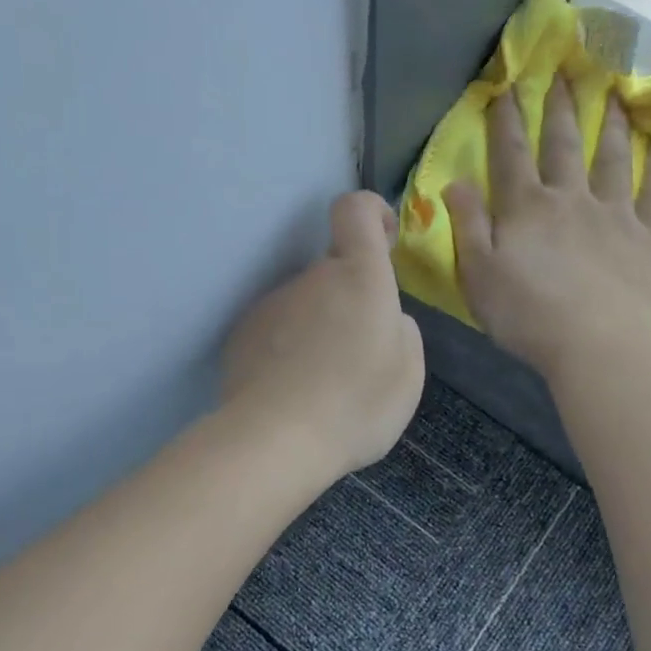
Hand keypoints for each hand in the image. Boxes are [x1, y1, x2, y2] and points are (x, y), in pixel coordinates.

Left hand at [222, 191, 424, 481]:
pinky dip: (287, 350)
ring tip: (324, 383)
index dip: (370, 212)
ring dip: (318, 328)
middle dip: (349, 299)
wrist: (276, 440)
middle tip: (361, 353)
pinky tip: (292, 392)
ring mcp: (271, 304)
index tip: (382, 237)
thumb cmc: (356, 404)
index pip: (354, 209)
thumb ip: (401, 331)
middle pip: (332, 270)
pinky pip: (276, 331)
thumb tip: (385, 319)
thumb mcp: (409, 373)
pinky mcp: (242, 334)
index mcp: (359, 276)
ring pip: (304, 304)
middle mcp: (311, 278)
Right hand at [444, 80, 650, 377]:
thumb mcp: (478, 274)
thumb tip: (454, 181)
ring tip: (614, 94)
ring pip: (614, 159)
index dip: (506, 120)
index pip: (511, 155)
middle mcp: (572, 199)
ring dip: (612, 125)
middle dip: (560, 107)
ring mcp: (617, 215)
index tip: (506, 86)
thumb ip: (467, 225)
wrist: (598, 346)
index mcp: (526, 208)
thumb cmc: (527, 315)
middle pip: (564, 145)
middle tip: (564, 71)